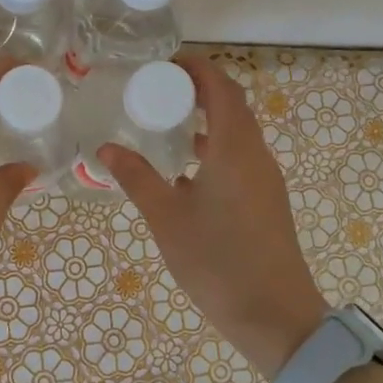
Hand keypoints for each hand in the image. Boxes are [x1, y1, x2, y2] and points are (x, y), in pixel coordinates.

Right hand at [99, 54, 324, 378]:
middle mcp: (256, 154)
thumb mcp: (167, 218)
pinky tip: (187, 169)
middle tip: (157, 90)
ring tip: (166, 124)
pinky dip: (216, 146)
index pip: (221, 87)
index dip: (196, 68)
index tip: (164, 64)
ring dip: (208, 118)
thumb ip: (137, 178)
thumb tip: (105, 148)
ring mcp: (266, 179)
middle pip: (233, 104)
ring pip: (239, 132)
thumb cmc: (218, 262)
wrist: (277, 318)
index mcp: (235, 148)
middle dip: (198, 89)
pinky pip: (241, 155)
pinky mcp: (267, 200)